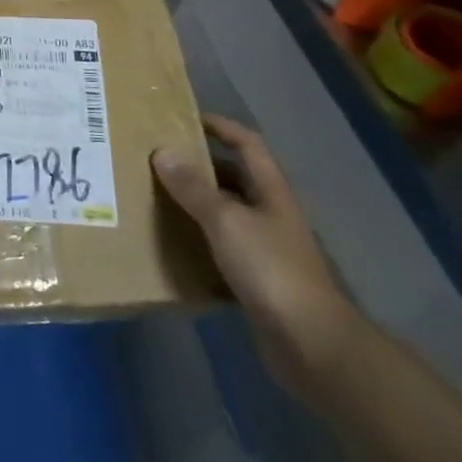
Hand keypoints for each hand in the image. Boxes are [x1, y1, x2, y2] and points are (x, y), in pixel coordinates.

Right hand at [153, 115, 361, 399]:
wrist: (310, 344)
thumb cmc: (270, 269)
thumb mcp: (226, 221)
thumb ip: (193, 188)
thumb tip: (162, 151)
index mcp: (269, 192)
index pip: (247, 144)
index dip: (219, 126)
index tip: (183, 118)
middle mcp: (269, 214)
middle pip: (232, 178)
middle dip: (196, 167)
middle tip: (153, 159)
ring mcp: (264, 249)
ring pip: (223, 215)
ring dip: (192, 206)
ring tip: (151, 197)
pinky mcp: (255, 281)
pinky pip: (218, 251)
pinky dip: (195, 244)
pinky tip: (168, 245)